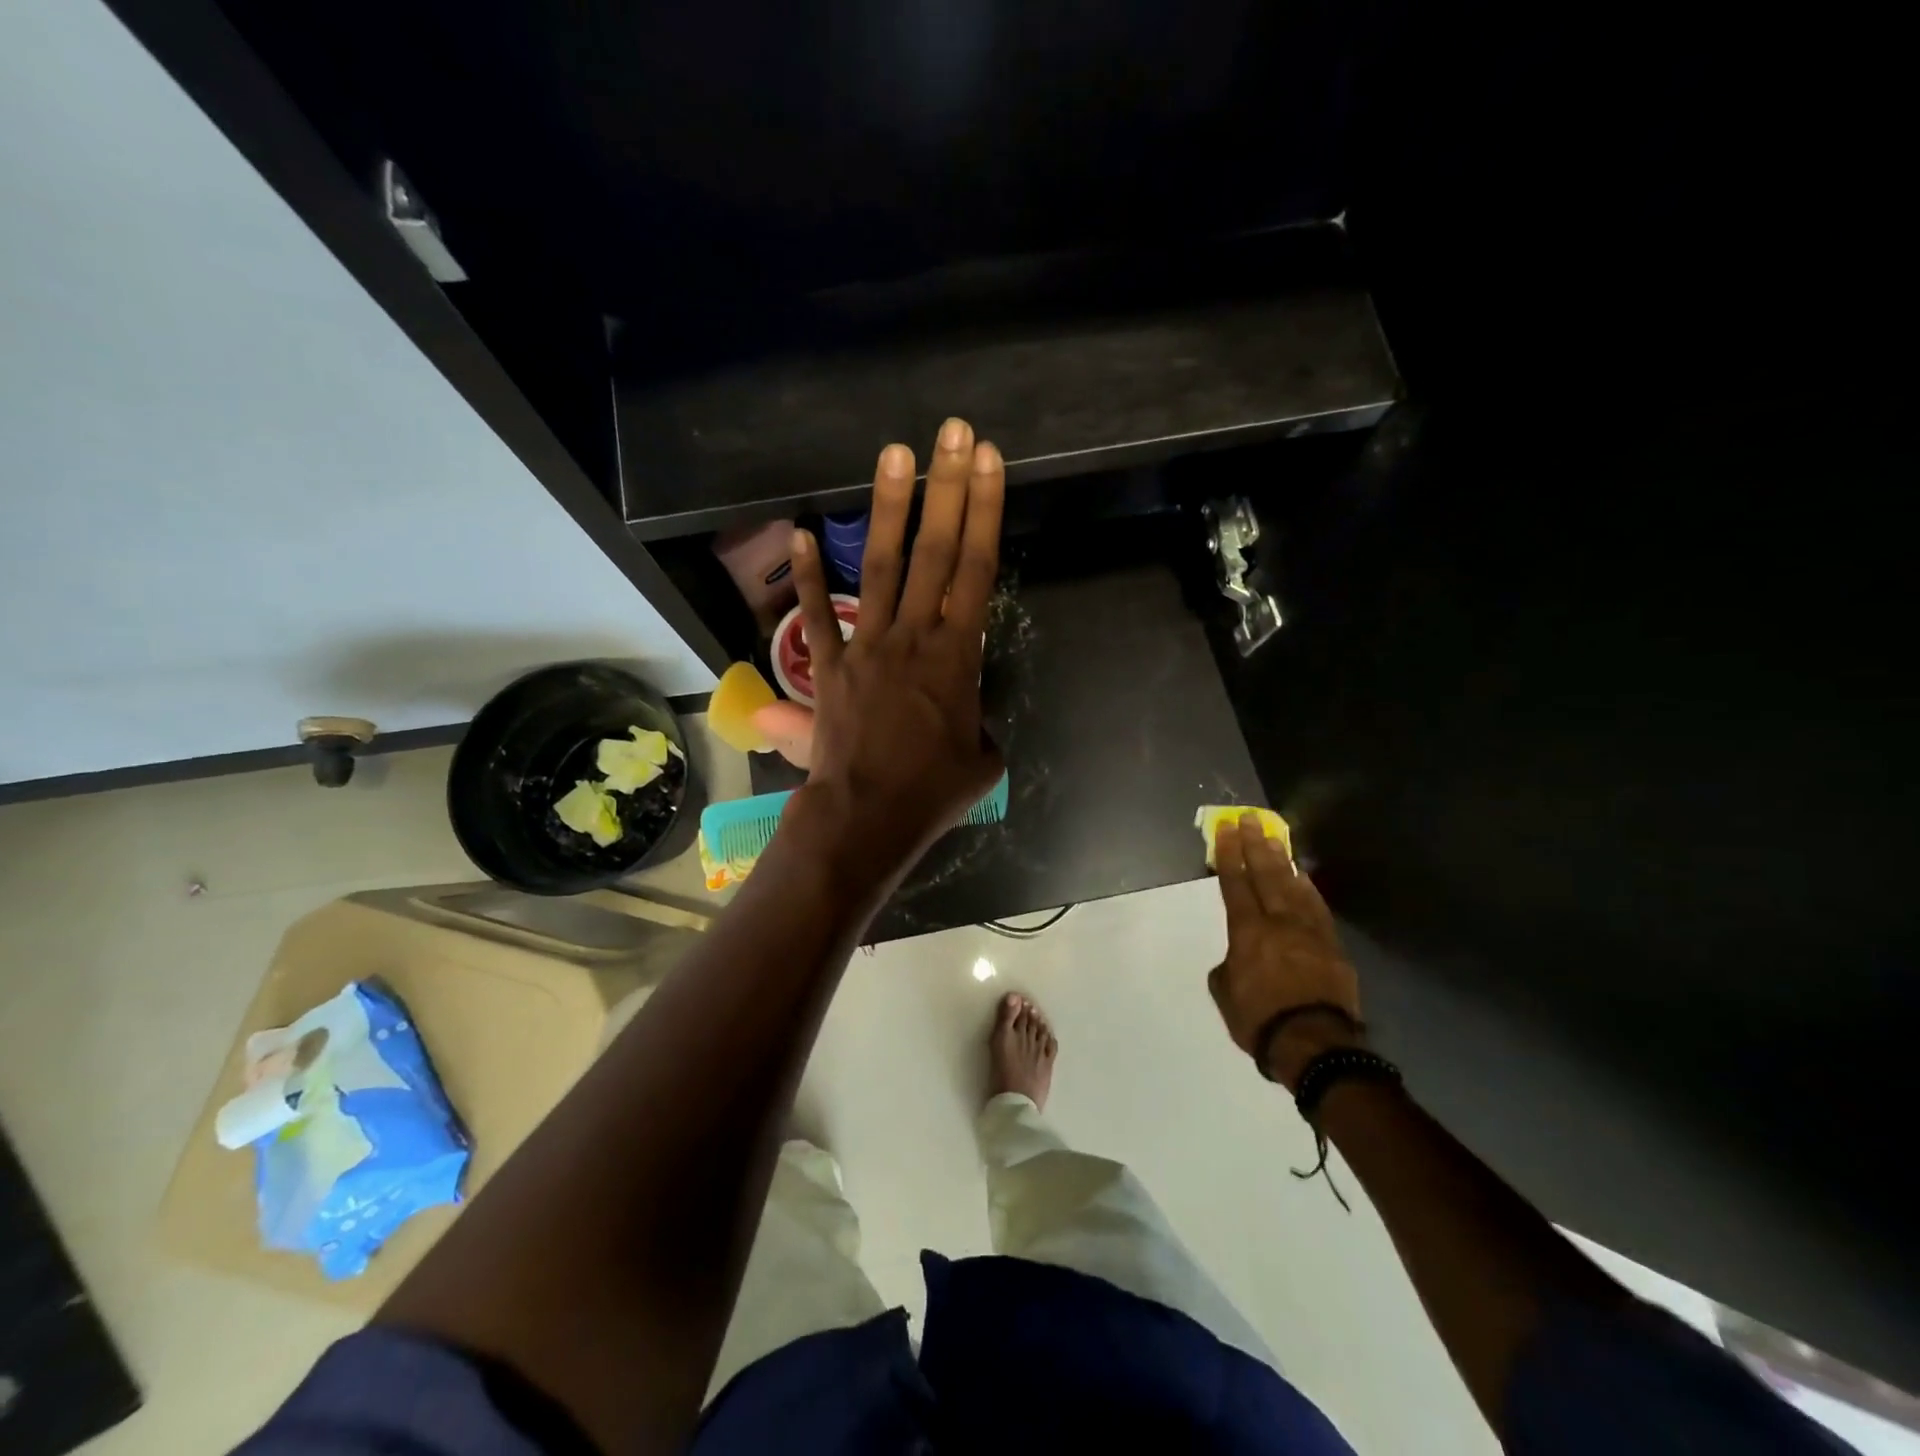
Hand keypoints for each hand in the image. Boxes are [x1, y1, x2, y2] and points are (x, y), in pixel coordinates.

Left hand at [787, 417, 1005, 880]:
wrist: (867, 818)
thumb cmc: (933, 793)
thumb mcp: (982, 760)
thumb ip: (979, 725)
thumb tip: (965, 717)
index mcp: (958, 655)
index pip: (978, 569)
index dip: (985, 512)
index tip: (988, 462)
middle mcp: (914, 636)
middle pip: (935, 552)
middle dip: (948, 488)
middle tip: (954, 433)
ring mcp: (868, 646)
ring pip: (880, 566)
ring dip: (889, 508)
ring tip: (896, 453)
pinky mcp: (831, 666)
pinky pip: (819, 615)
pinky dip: (811, 575)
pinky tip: (803, 531)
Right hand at [1208, 814, 1364, 1088]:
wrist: (1316, 1046)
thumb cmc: (1260, 1020)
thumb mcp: (1226, 994)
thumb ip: (1228, 967)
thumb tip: (1237, 959)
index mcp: (1247, 932)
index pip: (1235, 884)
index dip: (1228, 855)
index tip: (1225, 830)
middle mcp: (1279, 922)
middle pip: (1265, 874)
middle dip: (1255, 844)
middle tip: (1250, 819)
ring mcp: (1310, 932)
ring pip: (1294, 886)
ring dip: (1282, 860)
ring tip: (1275, 838)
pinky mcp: (1333, 946)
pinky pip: (1318, 908)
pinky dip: (1308, 888)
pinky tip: (1303, 877)